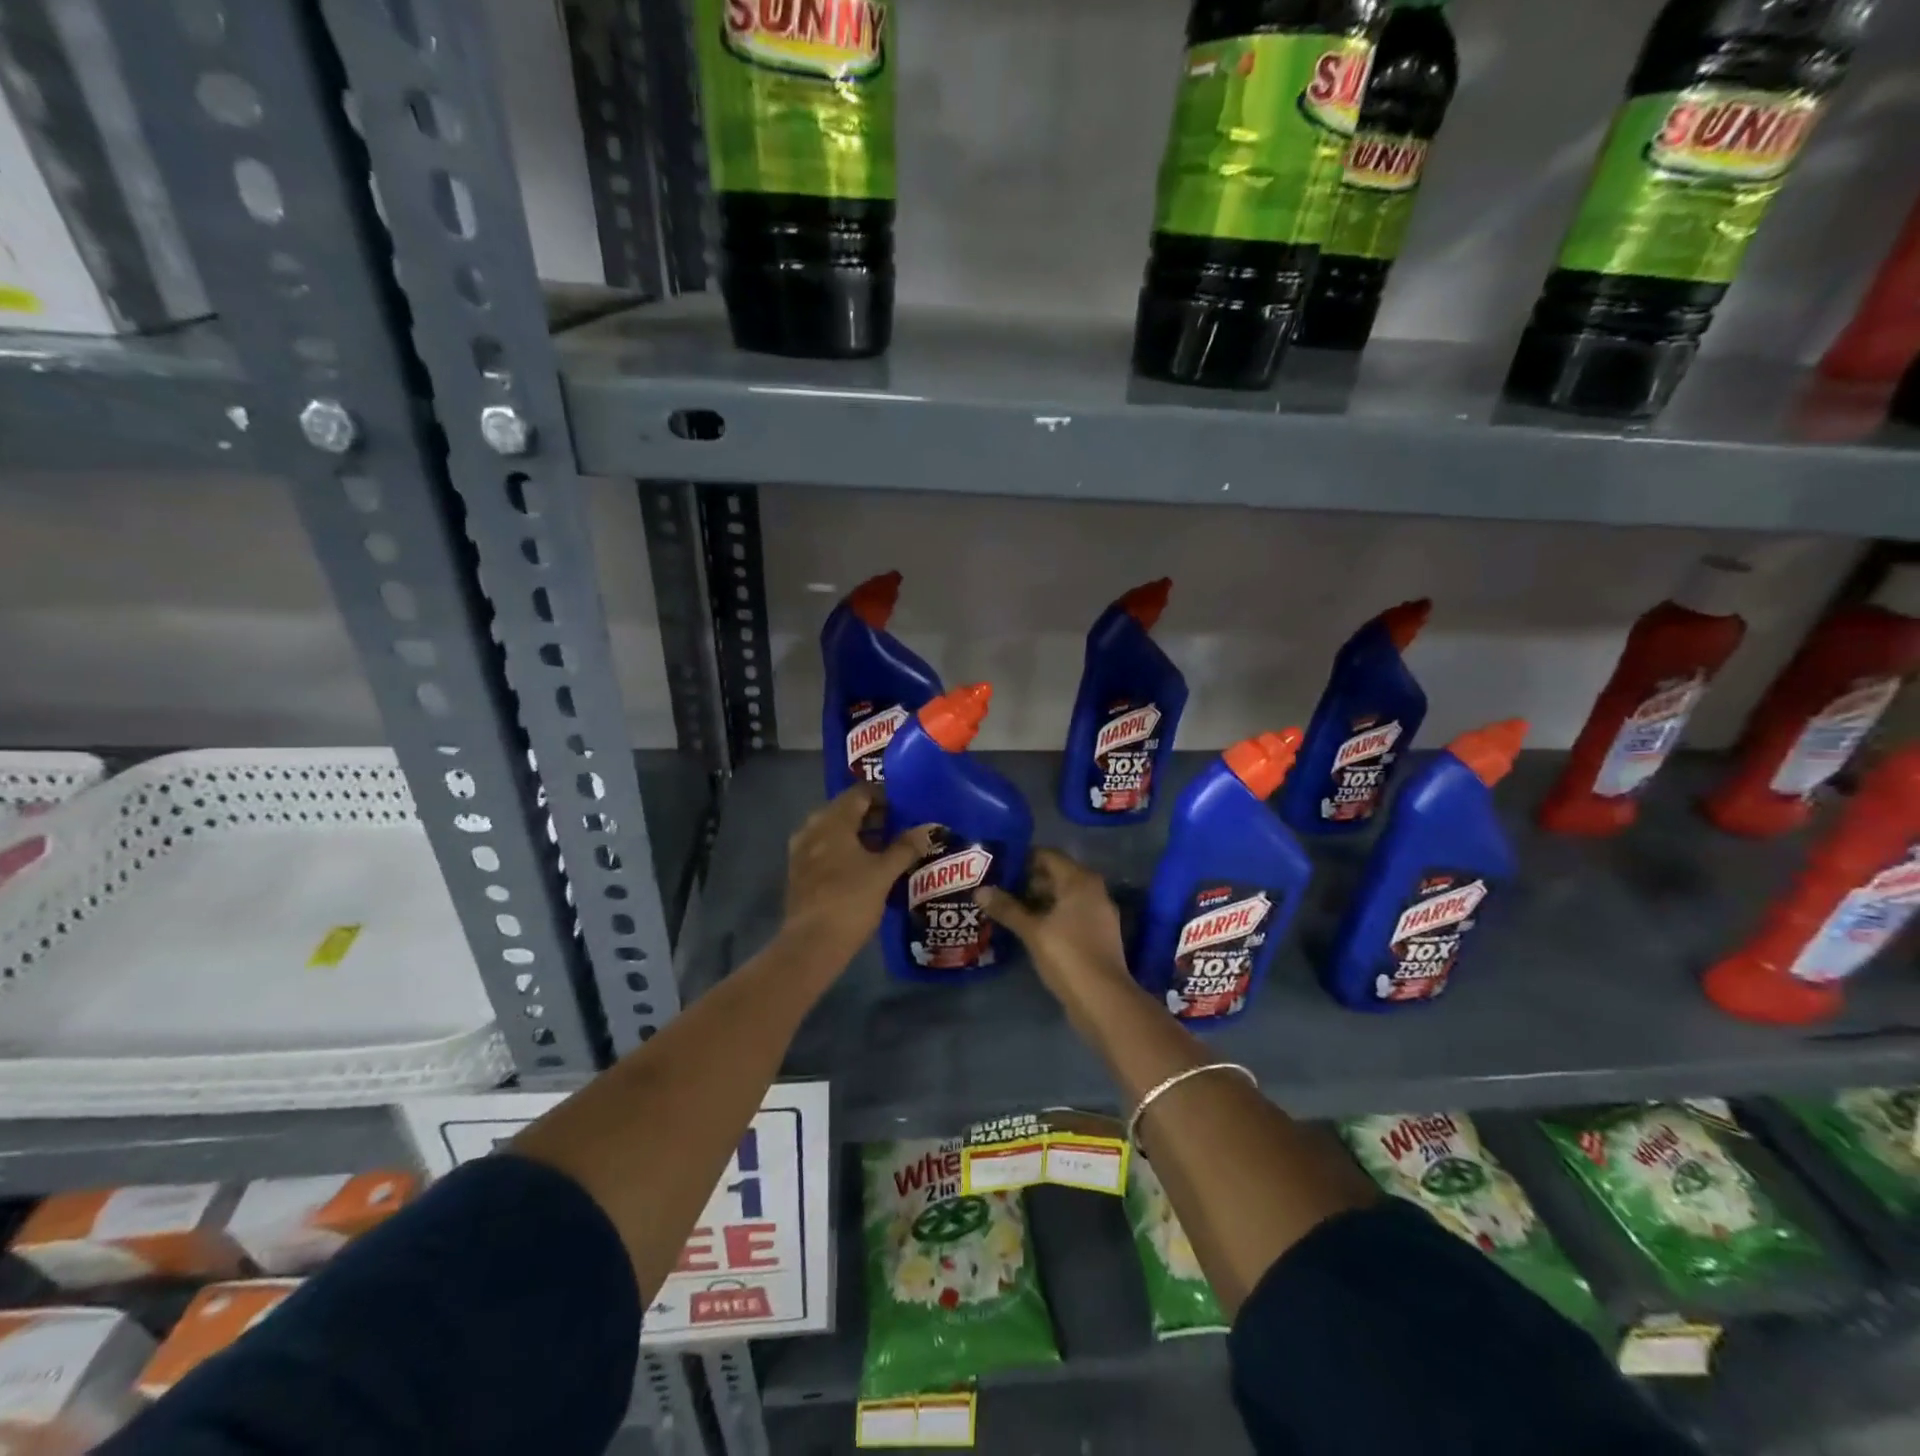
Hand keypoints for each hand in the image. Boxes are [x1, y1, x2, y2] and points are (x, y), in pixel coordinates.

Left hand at [778, 784, 936, 971]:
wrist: (812, 944)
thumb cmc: (850, 900)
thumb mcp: (885, 873)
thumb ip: (906, 847)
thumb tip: (928, 829)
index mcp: (833, 821)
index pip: (860, 793)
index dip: (884, 795)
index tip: (905, 807)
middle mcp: (813, 828)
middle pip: (845, 810)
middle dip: (872, 815)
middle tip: (899, 826)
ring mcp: (801, 851)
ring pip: (834, 830)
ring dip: (858, 834)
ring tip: (885, 847)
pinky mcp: (799, 872)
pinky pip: (825, 848)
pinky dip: (844, 850)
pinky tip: (863, 867)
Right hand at [977, 849, 1131, 1010]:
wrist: (1104, 999)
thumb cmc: (1068, 955)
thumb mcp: (1032, 931)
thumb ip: (1007, 908)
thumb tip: (980, 890)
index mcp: (1080, 880)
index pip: (1048, 856)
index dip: (1022, 858)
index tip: (998, 866)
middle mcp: (1093, 890)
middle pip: (1055, 875)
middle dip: (1027, 881)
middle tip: (997, 887)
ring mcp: (1098, 913)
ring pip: (1062, 897)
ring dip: (1037, 901)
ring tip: (1007, 907)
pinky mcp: (1098, 934)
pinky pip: (1070, 914)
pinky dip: (1050, 916)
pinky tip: (1028, 928)